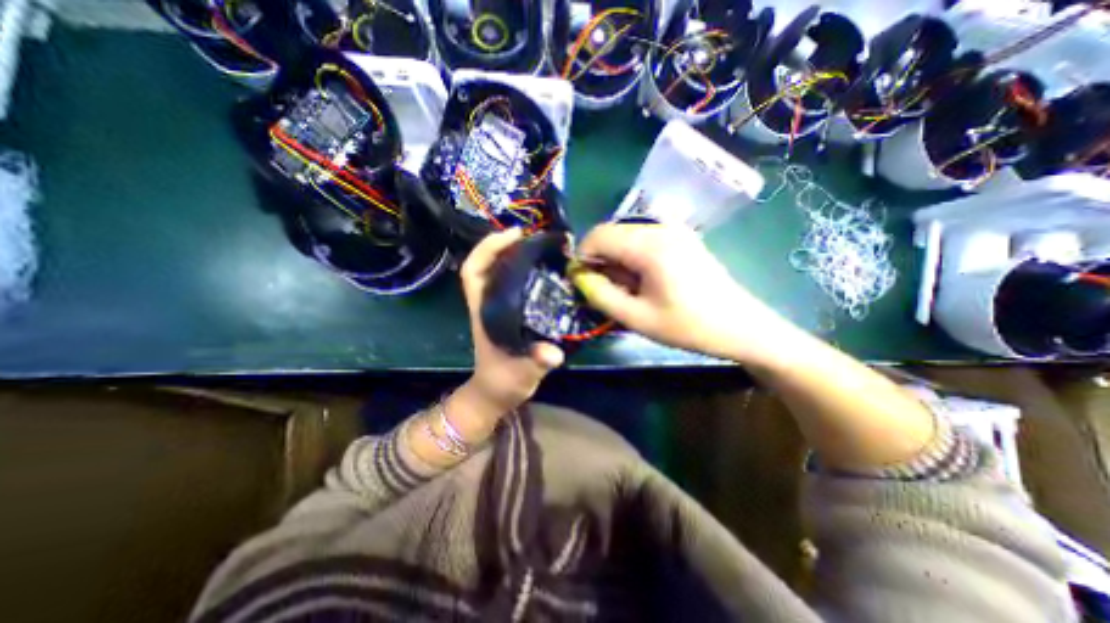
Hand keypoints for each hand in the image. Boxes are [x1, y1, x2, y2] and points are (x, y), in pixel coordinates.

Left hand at [461, 229, 563, 412]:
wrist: (495, 392)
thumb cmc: (502, 382)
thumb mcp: (520, 374)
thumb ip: (534, 362)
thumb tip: (553, 353)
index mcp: (484, 311)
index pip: (474, 271)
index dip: (488, 248)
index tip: (514, 234)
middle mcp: (488, 303)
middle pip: (487, 264)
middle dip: (505, 244)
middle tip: (535, 236)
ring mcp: (498, 306)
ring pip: (500, 271)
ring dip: (516, 254)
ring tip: (542, 247)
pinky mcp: (509, 312)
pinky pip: (513, 283)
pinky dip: (525, 270)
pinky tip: (545, 269)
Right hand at [573, 221, 797, 365]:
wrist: (739, 325)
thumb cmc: (688, 326)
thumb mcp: (636, 317)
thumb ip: (600, 295)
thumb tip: (578, 275)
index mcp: (649, 245)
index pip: (598, 235)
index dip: (582, 257)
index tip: (582, 282)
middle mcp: (660, 227)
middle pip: (611, 233)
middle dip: (599, 259)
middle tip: (604, 290)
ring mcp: (673, 229)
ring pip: (625, 236)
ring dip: (615, 259)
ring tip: (625, 289)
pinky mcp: (680, 236)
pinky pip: (642, 239)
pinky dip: (631, 257)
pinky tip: (642, 280)